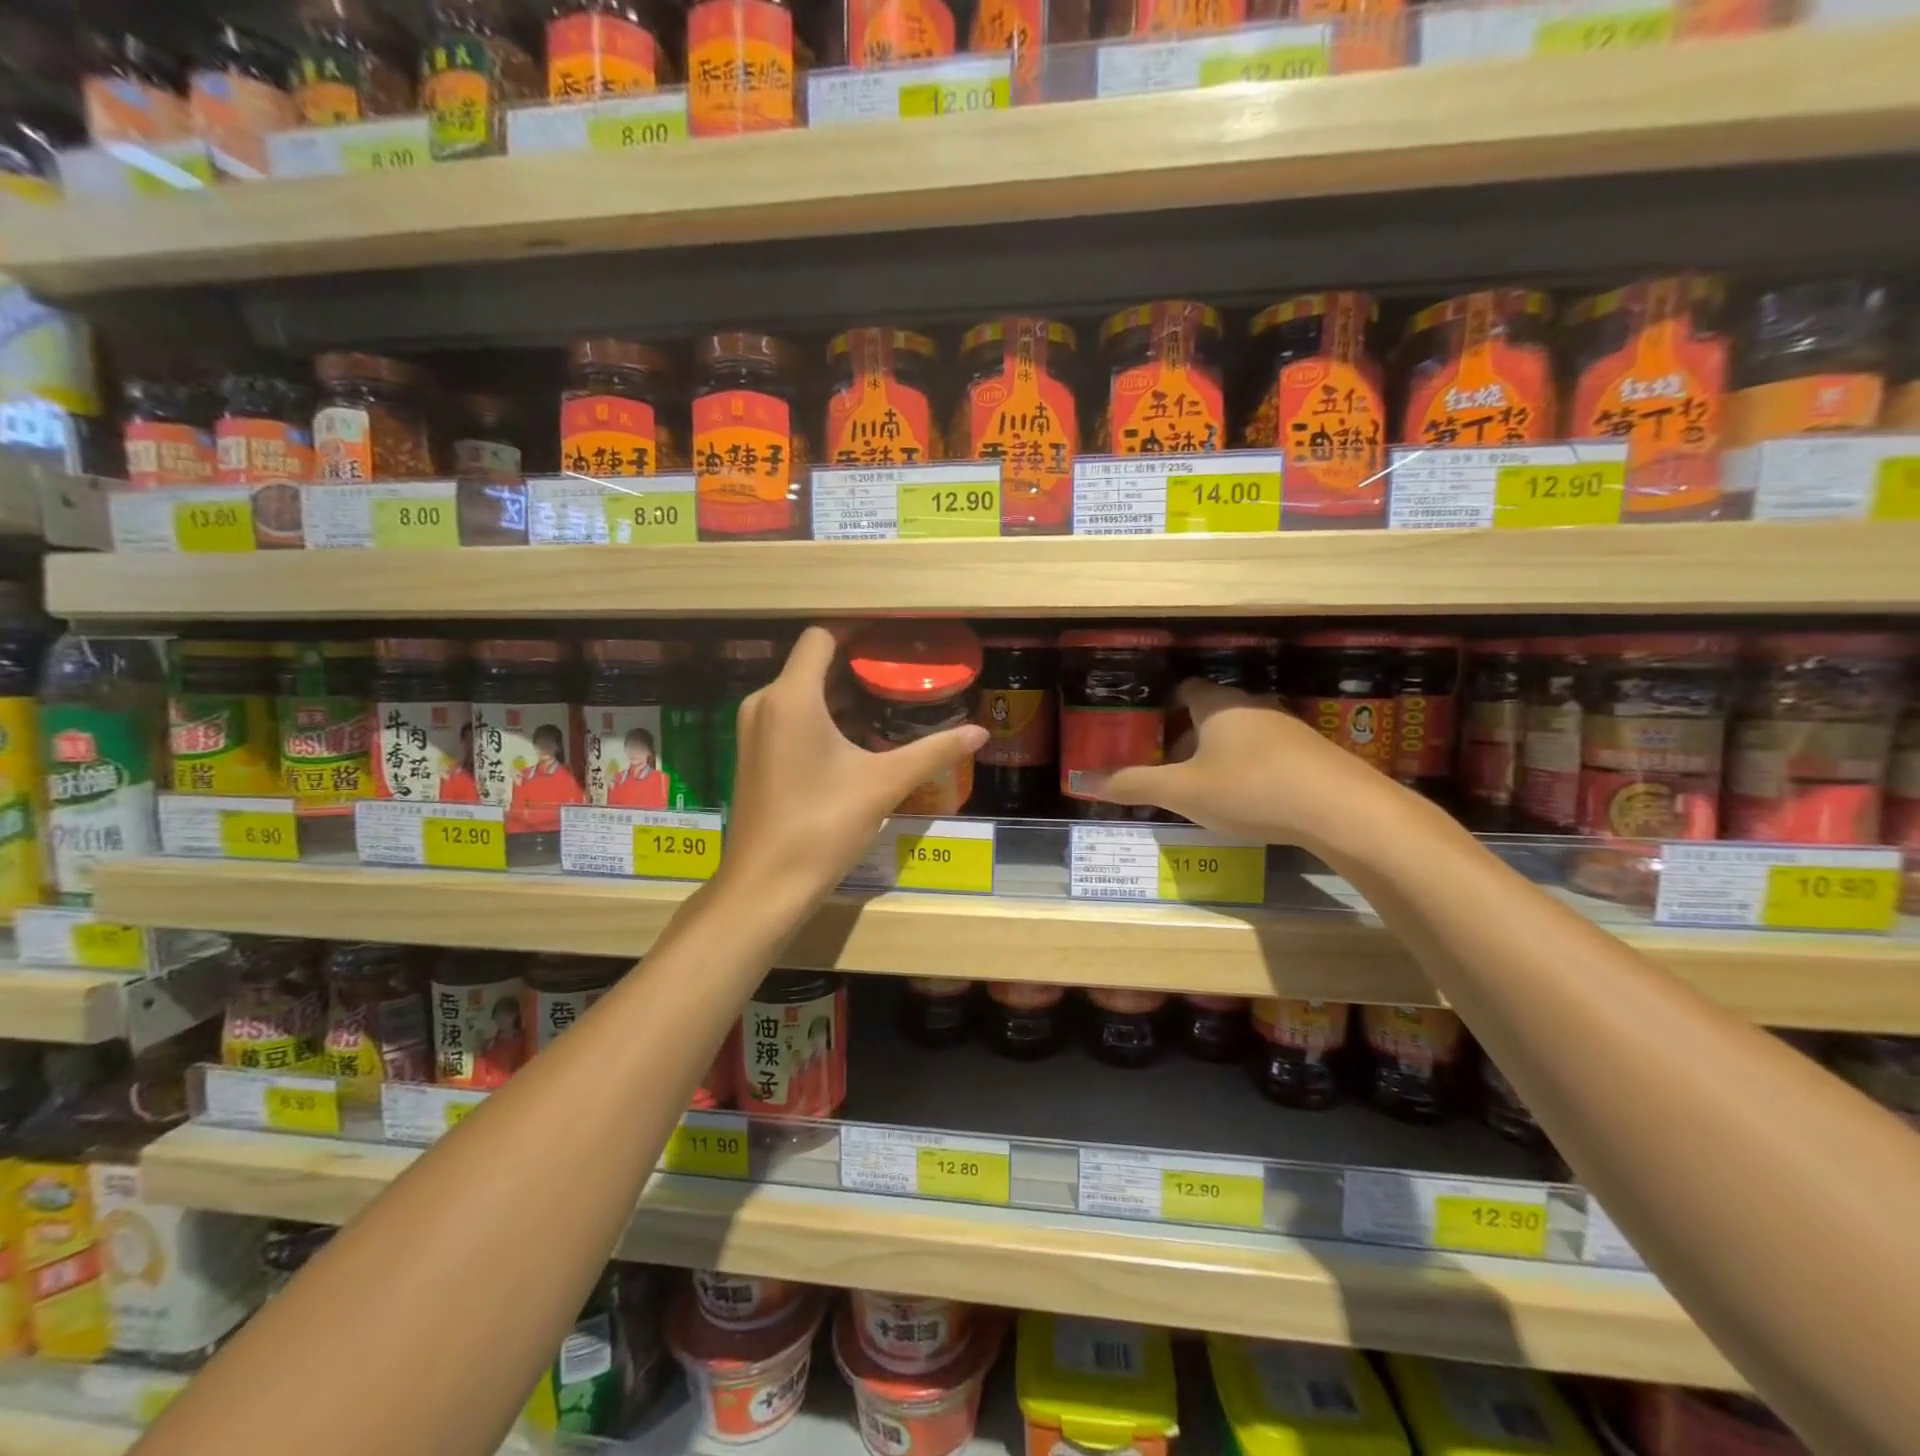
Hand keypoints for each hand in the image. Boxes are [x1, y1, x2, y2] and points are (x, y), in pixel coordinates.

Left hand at [717, 626, 987, 906]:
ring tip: (886, 703)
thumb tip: (981, 732)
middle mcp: (764, 704)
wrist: (764, 886)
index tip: (892, 637)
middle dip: (855, 665)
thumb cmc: (822, 826)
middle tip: (901, 672)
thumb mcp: (884, 784)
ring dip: (840, 694)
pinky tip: (855, 739)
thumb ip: (934, 752)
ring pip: (800, 693)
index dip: (856, 630)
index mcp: (791, 698)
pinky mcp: (754, 756)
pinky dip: (821, 717)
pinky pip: (789, 717)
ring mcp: (754, 731)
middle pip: (811, 663)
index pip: (820, 637)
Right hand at [1096, 679, 1403, 851]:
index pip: (1185, 690)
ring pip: (1240, 735)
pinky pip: (1267, 754)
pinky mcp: (1313, 754)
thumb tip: (1086, 782)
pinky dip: (1249, 770)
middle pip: (1211, 714)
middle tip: (1166, 769)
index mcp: (1219, 705)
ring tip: (1202, 790)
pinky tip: (1248, 802)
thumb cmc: (1250, 789)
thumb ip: (1135, 784)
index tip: (1145, 730)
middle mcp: (1253, 707)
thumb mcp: (1183, 792)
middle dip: (1186, 739)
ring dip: (1218, 756)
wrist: (1342, 810)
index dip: (1162, 706)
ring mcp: (1288, 729)